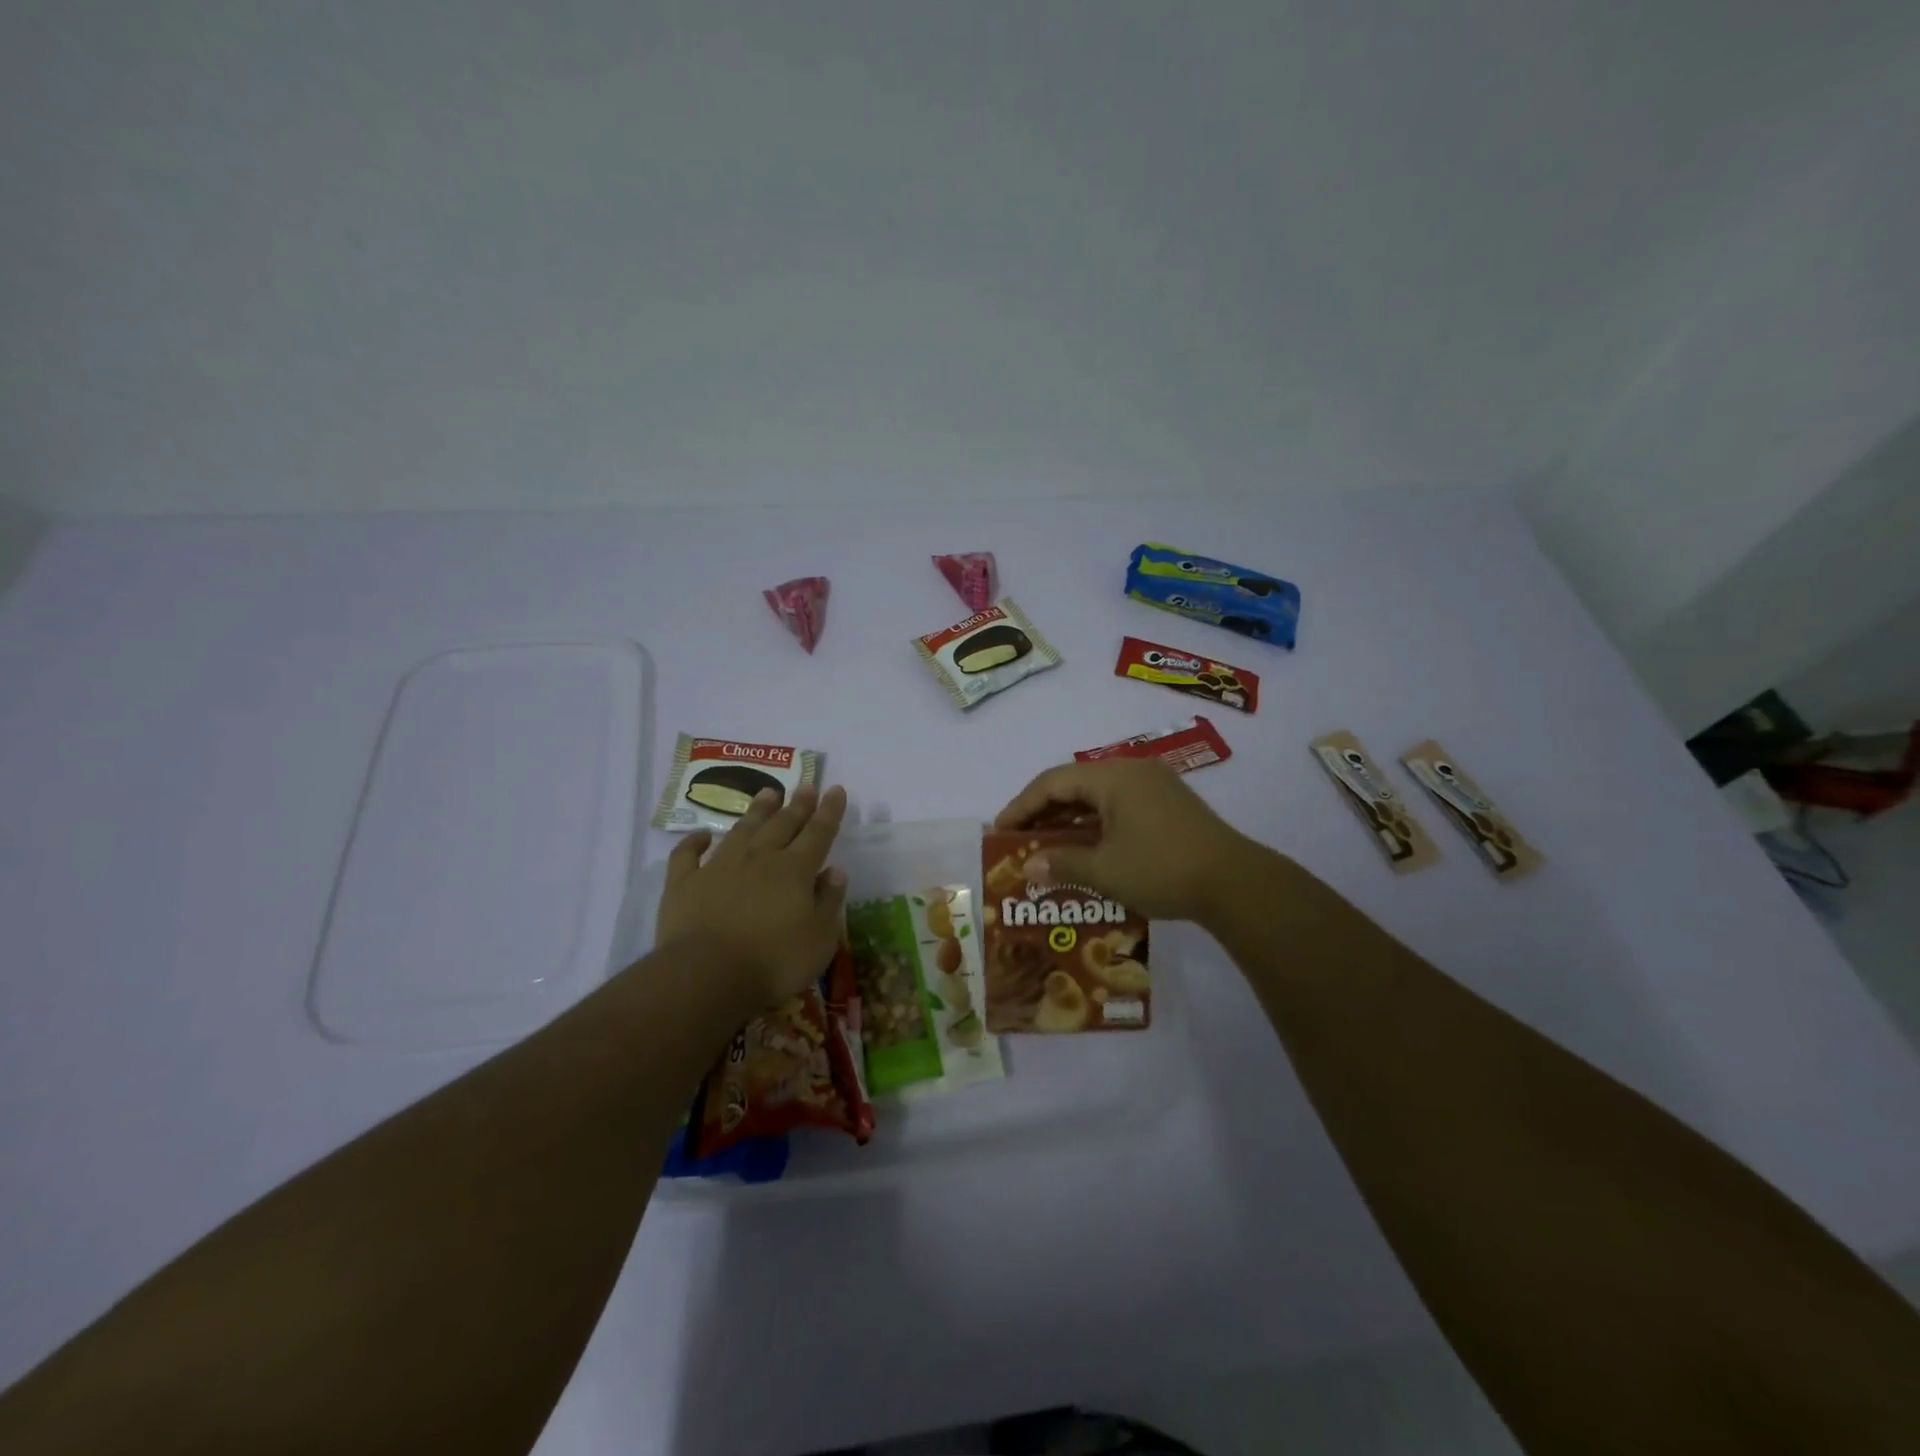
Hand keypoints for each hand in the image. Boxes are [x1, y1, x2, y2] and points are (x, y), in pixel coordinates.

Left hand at [654, 784, 849, 1012]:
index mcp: (795, 870)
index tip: (836, 789)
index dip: (829, 811)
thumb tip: (835, 871)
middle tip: (805, 785)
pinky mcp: (684, 884)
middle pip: (782, 825)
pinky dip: (693, 842)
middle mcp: (760, 859)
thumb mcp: (820, 938)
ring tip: (768, 793)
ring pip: (742, 830)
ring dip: (757, 811)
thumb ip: (829, 901)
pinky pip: (687, 855)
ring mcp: (719, 867)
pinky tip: (701, 834)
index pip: (818, 833)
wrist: (707, 975)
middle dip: (797, 805)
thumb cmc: (774, 961)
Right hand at [993, 757, 1257, 920]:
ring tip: (1045, 846)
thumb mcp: (1104, 870)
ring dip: (1069, 820)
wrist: (1236, 884)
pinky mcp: (1168, 804)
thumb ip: (1061, 863)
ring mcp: (1154, 786)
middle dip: (1043, 812)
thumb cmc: (1162, 869)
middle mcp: (1132, 771)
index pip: (1052, 782)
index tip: (1000, 831)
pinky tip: (1084, 849)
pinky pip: (1118, 806)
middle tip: (1019, 840)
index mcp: (1112, 776)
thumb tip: (1027, 866)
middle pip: (1074, 784)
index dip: (1021, 806)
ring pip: (1097, 796)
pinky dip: (1095, 825)